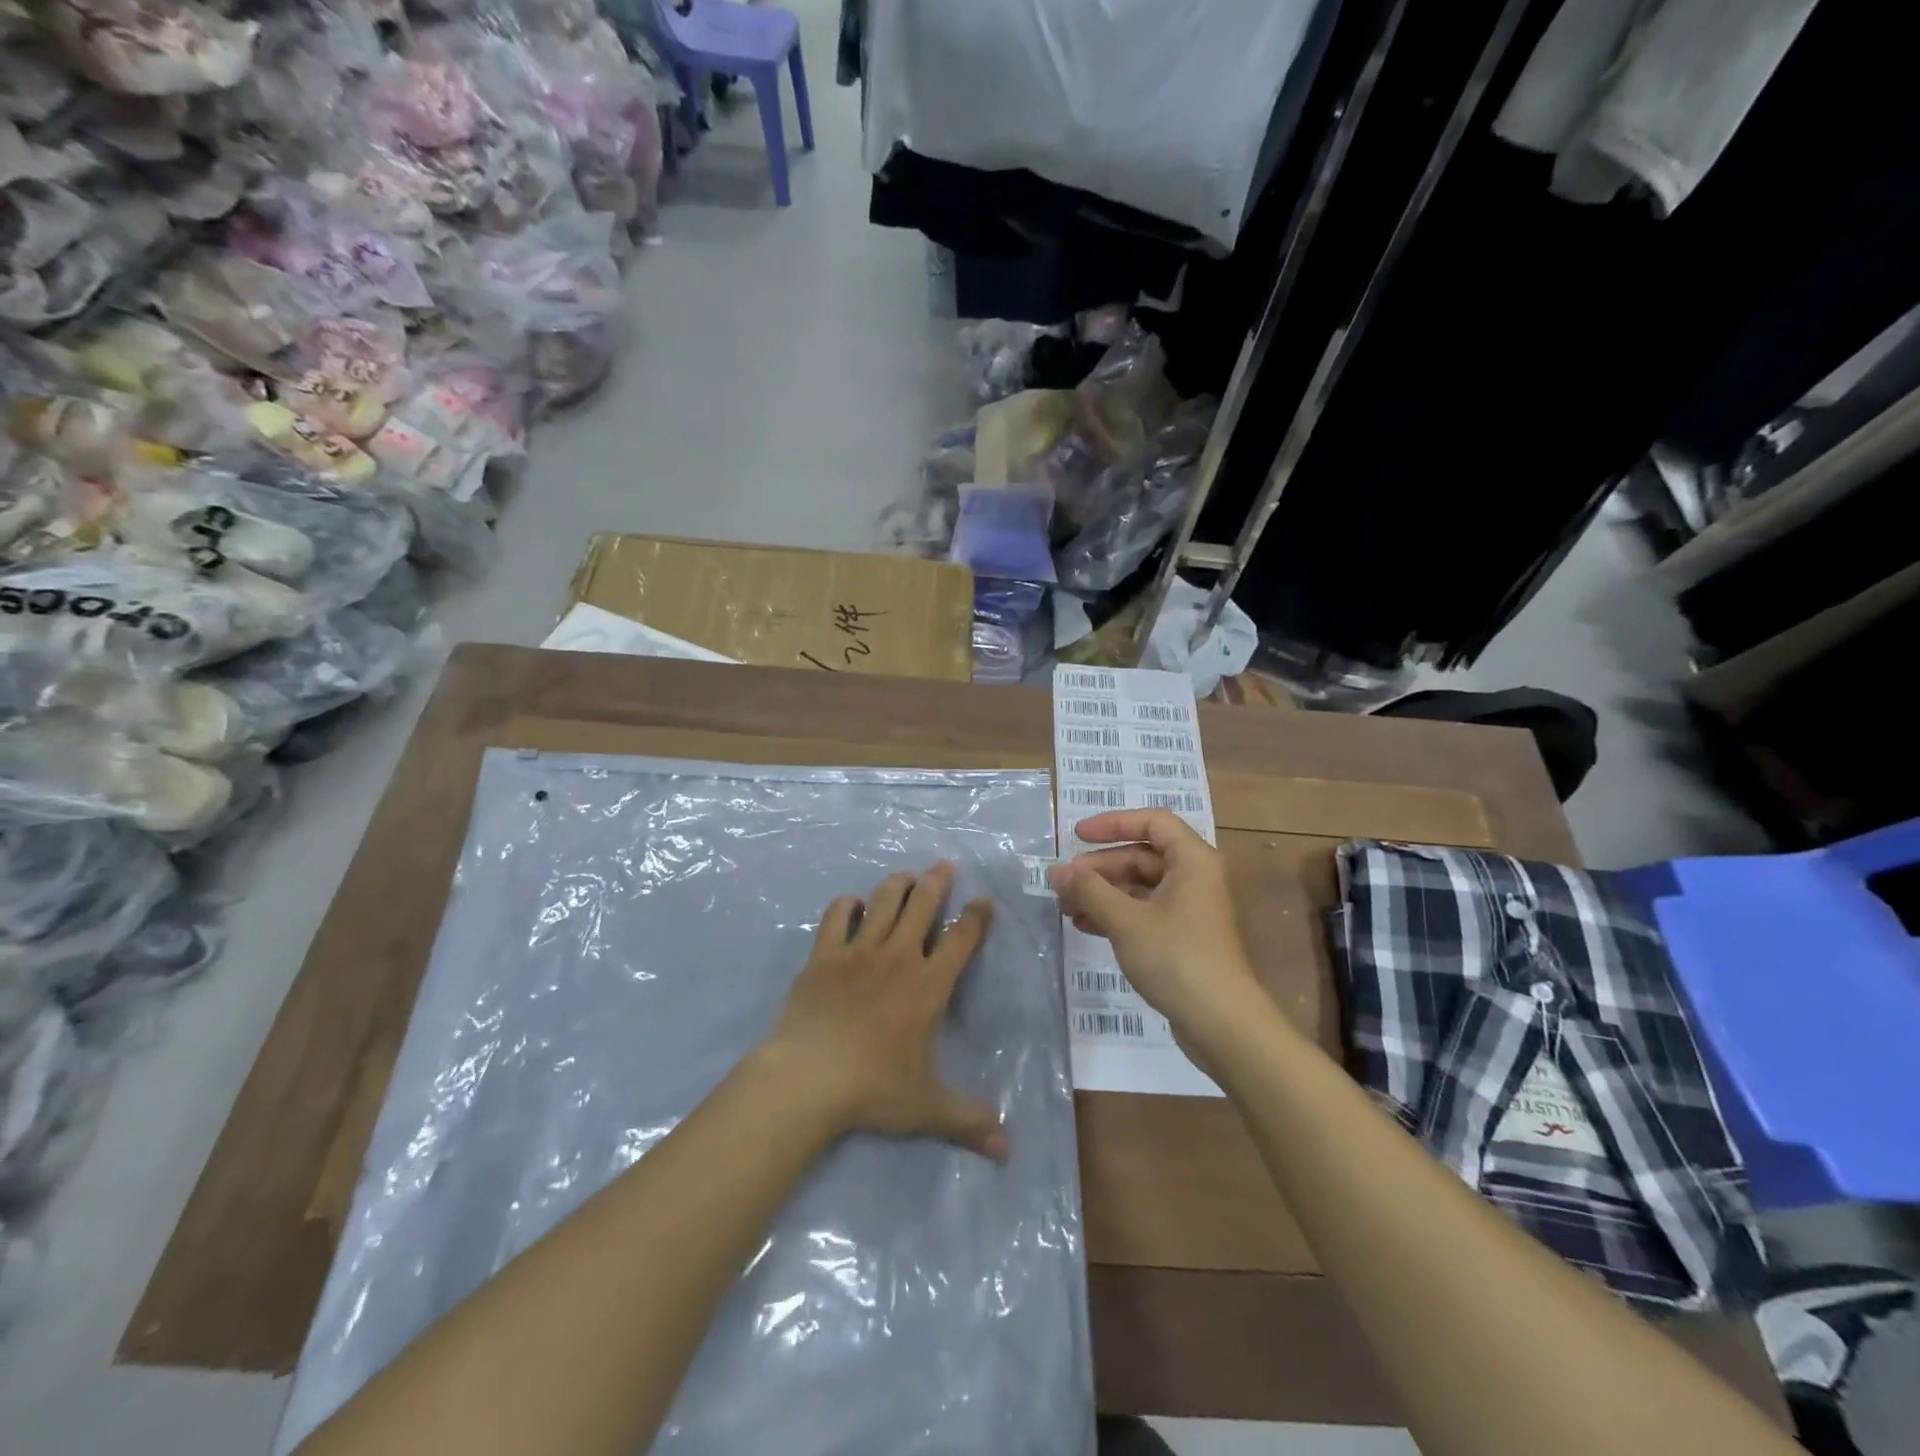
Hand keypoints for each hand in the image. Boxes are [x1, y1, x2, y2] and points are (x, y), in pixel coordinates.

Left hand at [764, 863, 1006, 1161]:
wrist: (808, 1078)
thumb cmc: (873, 1088)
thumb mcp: (927, 1108)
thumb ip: (968, 1121)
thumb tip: (1007, 1149)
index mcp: (929, 984)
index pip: (961, 938)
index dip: (976, 916)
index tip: (984, 901)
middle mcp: (898, 956)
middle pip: (923, 902)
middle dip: (937, 880)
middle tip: (944, 866)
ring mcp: (859, 950)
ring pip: (884, 899)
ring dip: (897, 883)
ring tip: (905, 877)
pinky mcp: (824, 954)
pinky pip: (838, 915)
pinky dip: (847, 904)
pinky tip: (853, 904)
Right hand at [1049, 810, 1259, 1034]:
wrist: (1221, 1022)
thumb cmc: (1176, 957)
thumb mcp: (1126, 920)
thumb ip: (1089, 890)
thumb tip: (1057, 870)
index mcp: (1192, 860)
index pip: (1152, 822)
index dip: (1112, 824)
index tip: (1076, 836)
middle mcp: (1195, 877)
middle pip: (1142, 855)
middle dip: (1099, 867)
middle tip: (1063, 883)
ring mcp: (1190, 908)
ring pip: (1140, 886)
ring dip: (1102, 892)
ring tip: (1066, 907)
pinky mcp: (1183, 936)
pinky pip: (1145, 911)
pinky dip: (1116, 913)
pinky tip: (1085, 925)